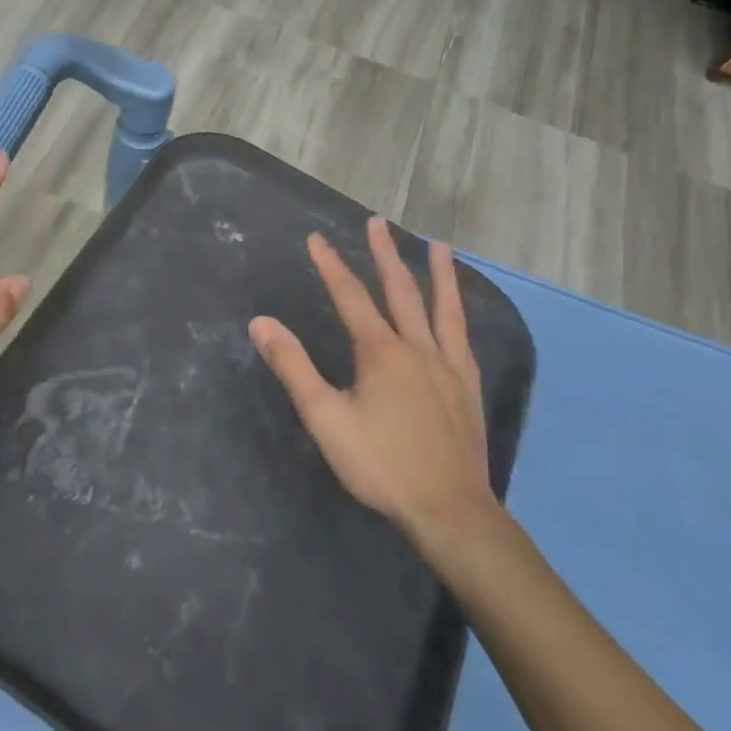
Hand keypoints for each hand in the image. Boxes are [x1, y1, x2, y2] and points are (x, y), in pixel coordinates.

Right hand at [249, 218, 498, 547]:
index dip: (330, 265)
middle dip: (384, 254)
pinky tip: (458, 310)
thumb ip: (293, 367)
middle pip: (399, 290)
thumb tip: (261, 323)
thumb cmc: (380, 463)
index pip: (349, 296)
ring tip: (438, 245)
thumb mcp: (325, 417)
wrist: (449, 508)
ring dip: (437, 273)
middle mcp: (416, 347)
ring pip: (442, 308)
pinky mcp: (468, 386)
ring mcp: (448, 365)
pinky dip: (458, 313)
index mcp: (380, 352)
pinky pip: (462, 337)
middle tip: (376, 223)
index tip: (315, 238)